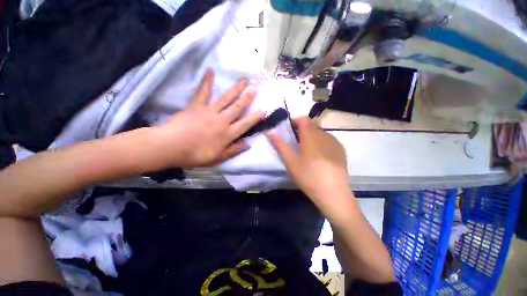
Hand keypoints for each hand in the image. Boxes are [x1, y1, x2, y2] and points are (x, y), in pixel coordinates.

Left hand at [145, 70, 264, 169]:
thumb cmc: (196, 155)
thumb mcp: (218, 158)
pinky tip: (210, 70)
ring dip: (236, 90)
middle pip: (237, 108)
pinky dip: (207, 81)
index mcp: (227, 134)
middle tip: (255, 88)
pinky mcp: (197, 106)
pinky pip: (203, 92)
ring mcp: (209, 111)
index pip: (245, 124)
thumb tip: (247, 144)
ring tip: (243, 81)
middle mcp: (222, 120)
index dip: (255, 117)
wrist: (171, 146)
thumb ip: (233, 150)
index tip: (264, 110)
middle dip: (247, 98)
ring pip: (226, 99)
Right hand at [267, 116, 350, 209]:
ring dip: (312, 137)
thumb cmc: (308, 176)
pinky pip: (329, 140)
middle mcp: (324, 134)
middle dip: (302, 131)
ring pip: (320, 133)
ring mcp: (335, 142)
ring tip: (307, 152)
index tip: (288, 130)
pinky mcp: (341, 150)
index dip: (295, 121)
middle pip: (311, 126)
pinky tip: (319, 157)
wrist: (333, 193)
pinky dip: (321, 143)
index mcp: (311, 135)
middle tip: (296, 144)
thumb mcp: (290, 161)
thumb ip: (280, 145)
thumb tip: (269, 132)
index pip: (303, 119)